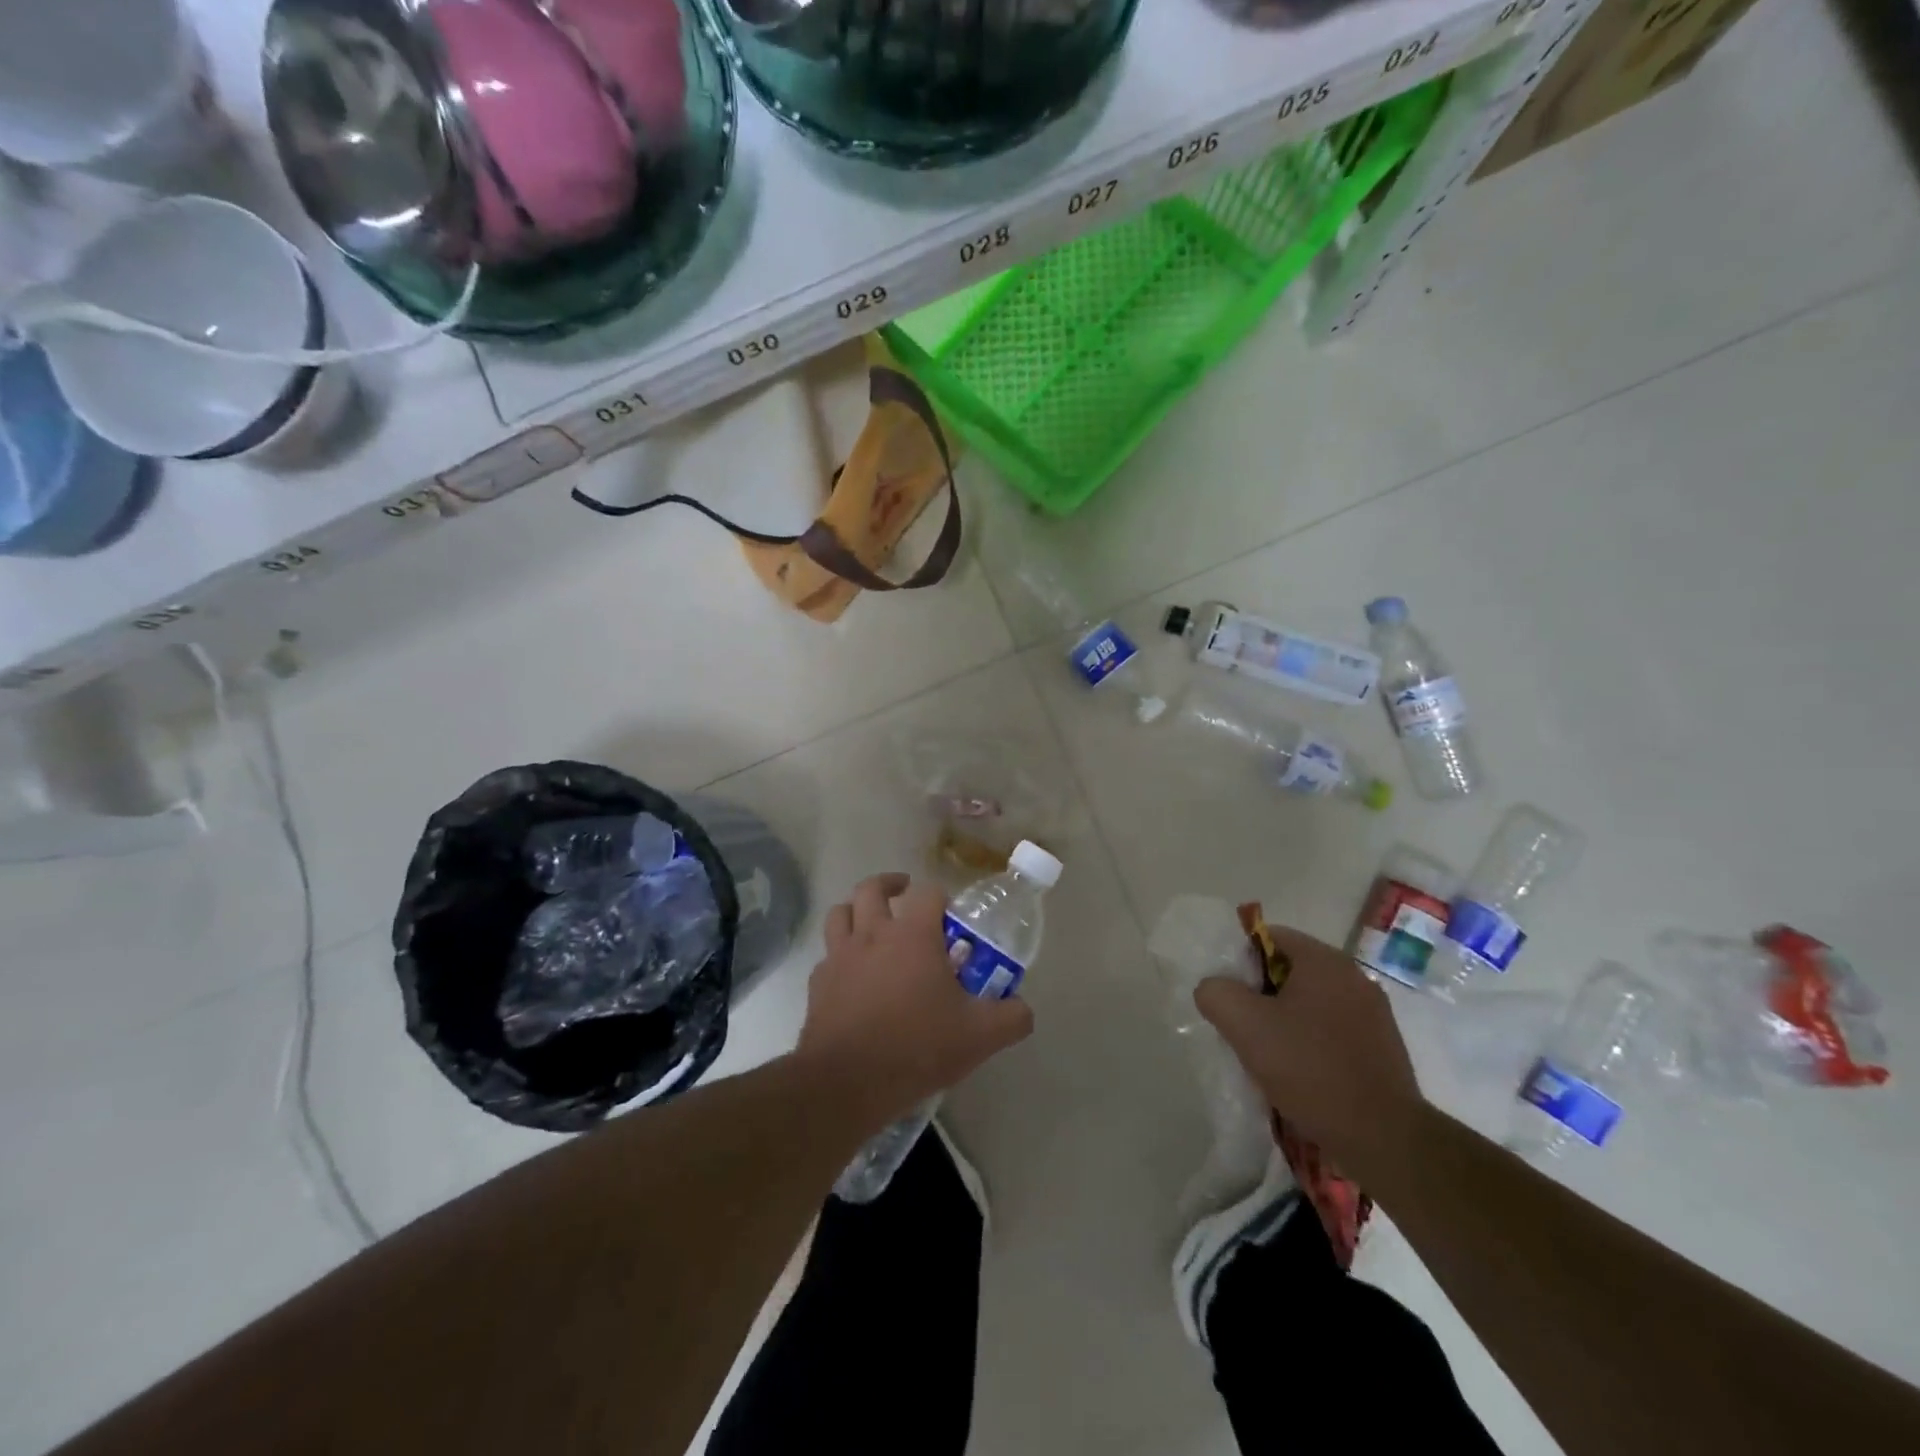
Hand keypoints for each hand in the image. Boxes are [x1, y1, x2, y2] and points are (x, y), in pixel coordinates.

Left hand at [797, 873, 1032, 1127]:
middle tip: (904, 895)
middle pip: (872, 888)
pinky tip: (852, 977)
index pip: (928, 892)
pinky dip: (839, 956)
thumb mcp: (980, 1036)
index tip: (951, 918)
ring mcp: (840, 956)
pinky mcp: (818, 984)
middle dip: (890, 885)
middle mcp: (872, 933)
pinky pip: (828, 956)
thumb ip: (1011, 1017)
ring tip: (871, 925)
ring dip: (856, 911)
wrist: (847, 1082)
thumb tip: (1023, 1008)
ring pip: (840, 913)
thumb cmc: (917, 1047)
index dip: (941, 899)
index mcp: (913, 934)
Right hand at [1194, 923, 1422, 1172]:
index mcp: (1325, 961)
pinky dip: (1310, 1042)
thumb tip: (1214, 988)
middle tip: (1242, 1026)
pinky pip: (1331, 1029)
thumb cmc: (1310, 1069)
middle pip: (1289, 969)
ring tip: (1267, 1055)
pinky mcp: (1382, 1047)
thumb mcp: (1244, 1025)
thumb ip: (1216, 992)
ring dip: (1284, 1020)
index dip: (1240, 960)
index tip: (1229, 994)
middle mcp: (1354, 977)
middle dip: (1260, 993)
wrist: (1384, 1139)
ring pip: (1310, 1002)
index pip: (1269, 936)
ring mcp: (1373, 1013)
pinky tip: (1299, 1073)